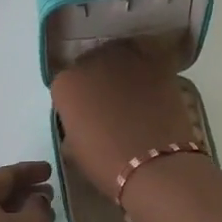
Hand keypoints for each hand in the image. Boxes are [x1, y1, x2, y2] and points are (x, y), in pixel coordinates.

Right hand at [49, 42, 197, 199]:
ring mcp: (124, 57)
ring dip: (123, 71)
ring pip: (119, 57)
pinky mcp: (155, 60)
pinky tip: (153, 88)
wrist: (153, 164)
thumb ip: (74, 123)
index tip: (86, 116)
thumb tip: (84, 119)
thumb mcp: (73, 148)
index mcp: (65, 83)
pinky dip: (149, 70)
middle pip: (91, 65)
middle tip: (111, 104)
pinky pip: (147, 58)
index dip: (77, 101)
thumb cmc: (106, 163)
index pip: (67, 85)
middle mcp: (90, 61)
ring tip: (135, 93)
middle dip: (99, 80)